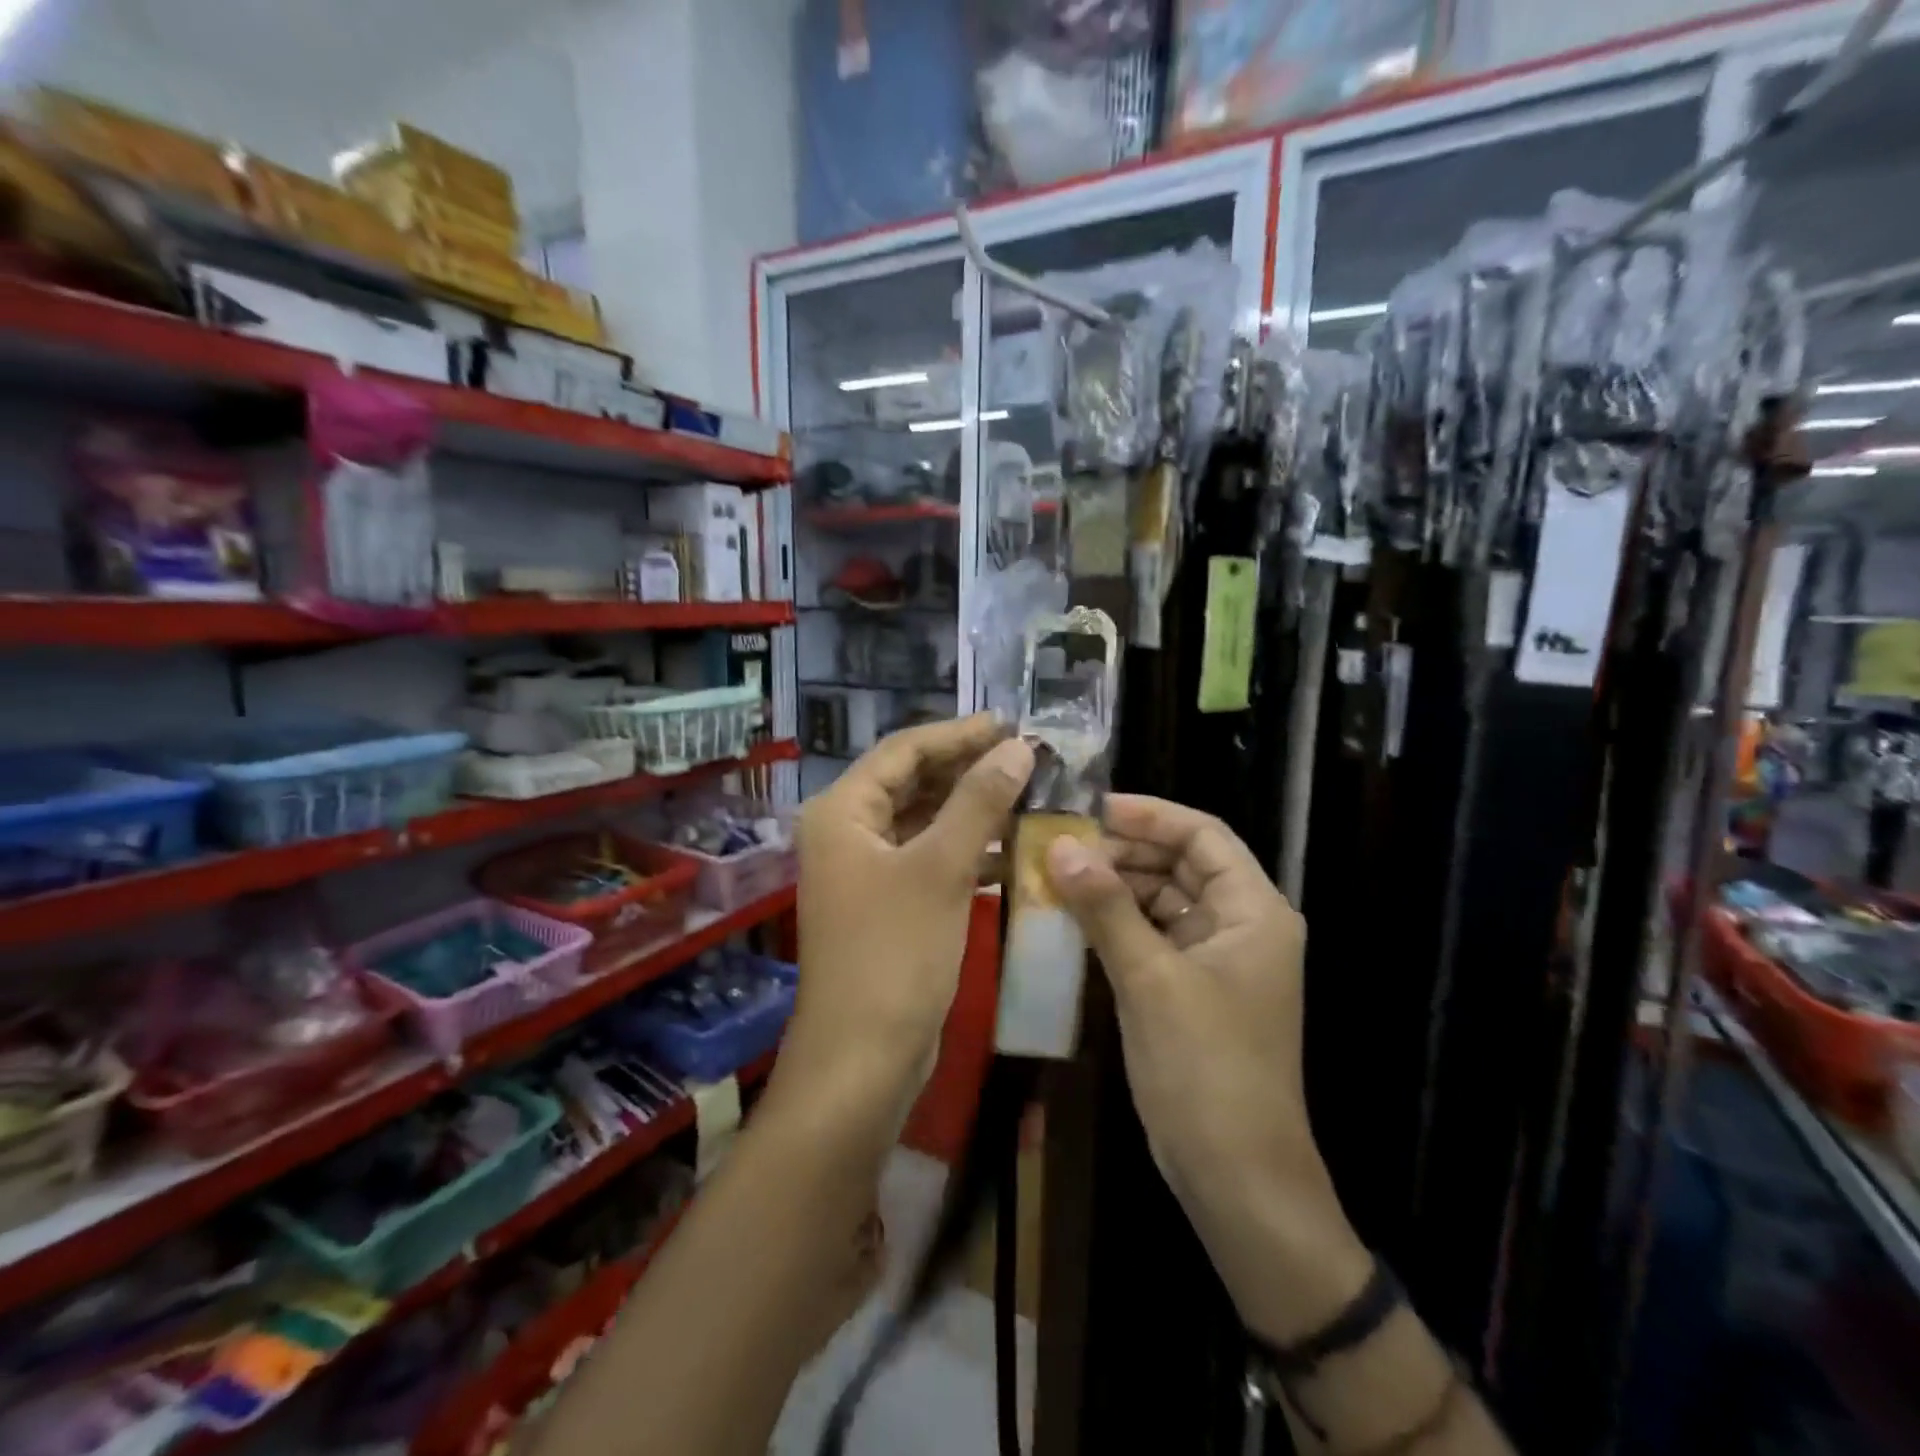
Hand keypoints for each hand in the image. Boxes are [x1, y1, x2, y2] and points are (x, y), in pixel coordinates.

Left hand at [785, 715, 1033, 1116]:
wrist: (863, 1060)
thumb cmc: (895, 954)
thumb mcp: (941, 868)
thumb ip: (978, 801)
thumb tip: (1017, 748)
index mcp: (843, 812)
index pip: (904, 750)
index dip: (958, 734)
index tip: (1011, 725)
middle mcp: (847, 833)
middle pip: (912, 782)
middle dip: (967, 770)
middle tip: (1025, 758)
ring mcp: (864, 871)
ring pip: (923, 822)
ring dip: (971, 810)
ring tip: (1028, 795)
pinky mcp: (885, 904)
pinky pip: (927, 859)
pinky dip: (964, 850)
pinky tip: (1009, 850)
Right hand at [1045, 797, 1369, 1341]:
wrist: (1236, 1178)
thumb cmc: (1206, 1068)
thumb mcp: (1151, 979)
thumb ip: (1106, 907)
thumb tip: (1061, 846)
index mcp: (1254, 910)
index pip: (1202, 835)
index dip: (1149, 815)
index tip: (1089, 807)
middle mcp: (1239, 924)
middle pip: (1179, 864)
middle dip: (1122, 851)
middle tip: (1059, 843)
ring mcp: (1214, 959)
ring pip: (1160, 900)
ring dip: (1113, 888)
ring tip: (1055, 876)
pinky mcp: (1189, 988)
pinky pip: (1150, 937)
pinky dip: (1114, 925)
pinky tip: (1070, 919)